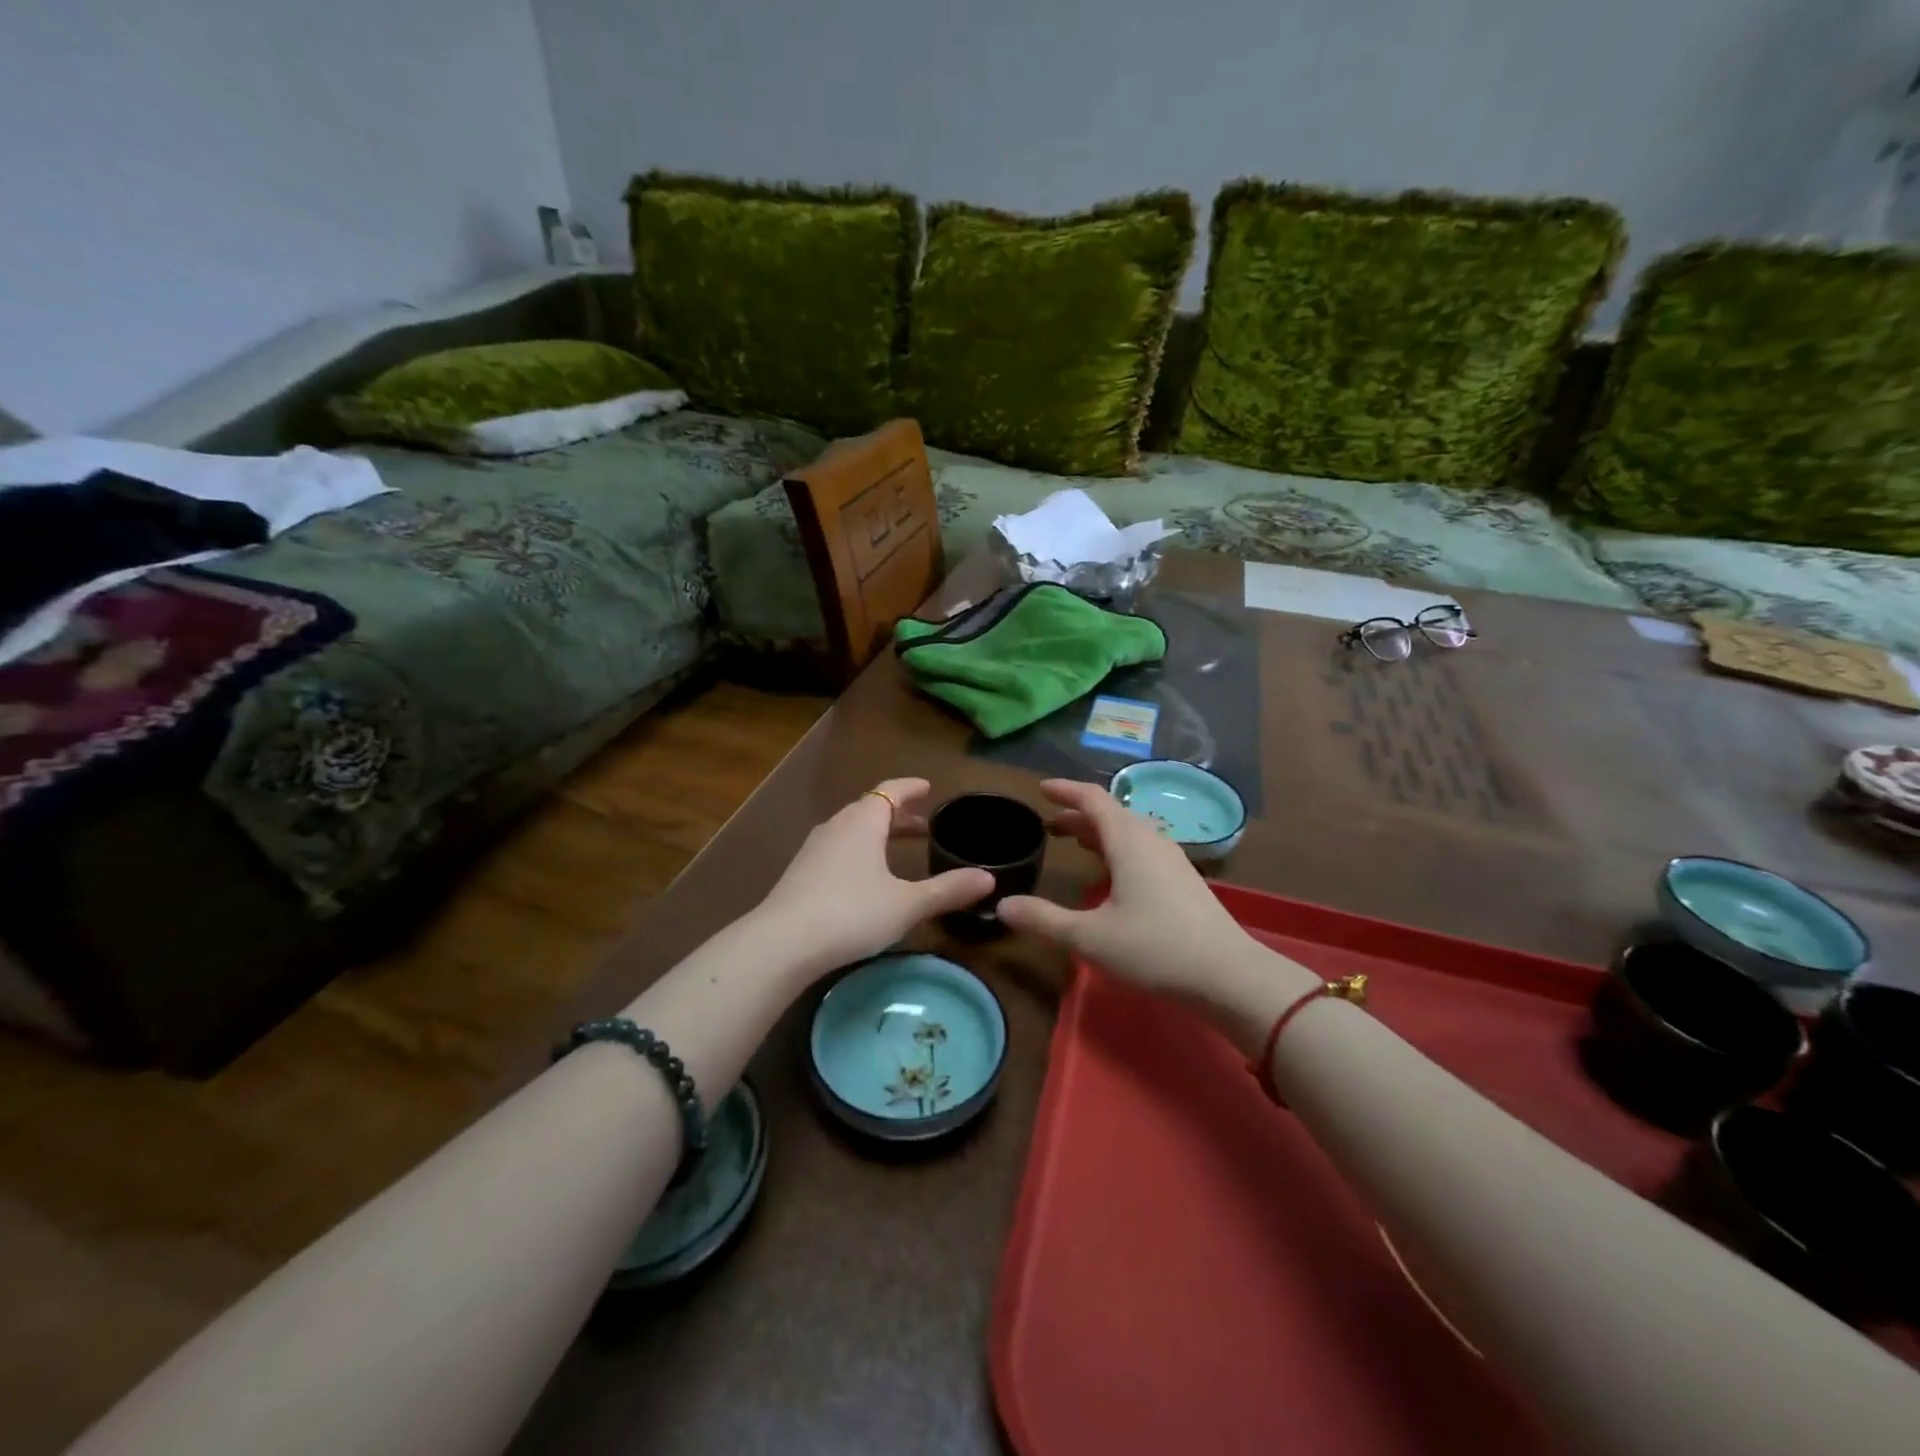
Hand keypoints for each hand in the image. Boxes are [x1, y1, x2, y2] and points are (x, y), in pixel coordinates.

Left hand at [749, 778, 993, 978]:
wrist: (782, 943)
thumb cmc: (851, 913)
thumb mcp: (907, 904)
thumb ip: (947, 890)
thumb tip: (989, 879)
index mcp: (864, 822)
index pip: (890, 790)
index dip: (911, 787)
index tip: (928, 787)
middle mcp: (837, 826)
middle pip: (870, 808)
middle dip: (897, 813)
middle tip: (922, 824)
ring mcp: (814, 849)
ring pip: (851, 829)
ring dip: (876, 832)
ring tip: (896, 848)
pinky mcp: (800, 872)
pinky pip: (837, 848)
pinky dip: (858, 849)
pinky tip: (864, 876)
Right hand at [998, 780, 1316, 1046]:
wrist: (1228, 975)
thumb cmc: (1155, 948)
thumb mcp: (1090, 937)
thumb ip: (1044, 920)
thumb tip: (1003, 905)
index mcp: (1128, 840)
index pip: (1093, 799)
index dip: (1065, 790)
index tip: (1041, 789)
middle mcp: (1151, 840)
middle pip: (1111, 814)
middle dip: (1078, 815)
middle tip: (1049, 825)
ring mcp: (1172, 859)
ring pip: (1129, 831)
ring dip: (1099, 832)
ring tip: (1075, 843)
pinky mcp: (1183, 879)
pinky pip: (1143, 848)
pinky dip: (1118, 848)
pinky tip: (1112, 874)